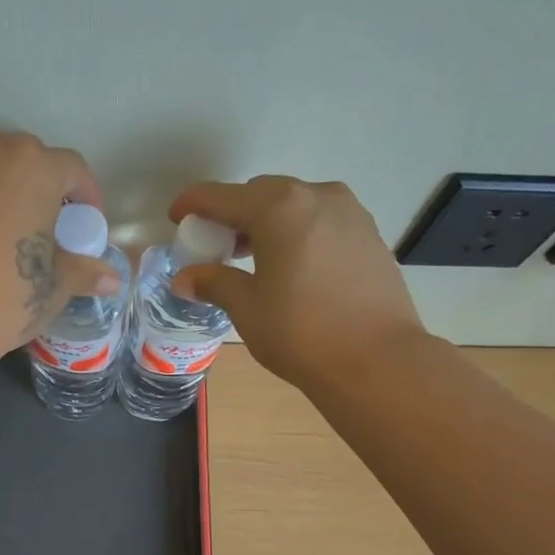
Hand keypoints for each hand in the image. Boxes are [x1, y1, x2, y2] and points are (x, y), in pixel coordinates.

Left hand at [0, 132, 119, 365]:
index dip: (86, 198)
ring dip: (3, 191)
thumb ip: (84, 272)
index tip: (85, 228)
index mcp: (33, 168)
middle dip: (43, 190)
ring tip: (6, 233)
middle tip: (45, 231)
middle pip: (27, 160)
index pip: (73, 169)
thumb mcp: (52, 288)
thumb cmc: (1, 299)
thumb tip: (111, 279)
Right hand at [169, 176, 426, 389]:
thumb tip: (186, 278)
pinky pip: (322, 222)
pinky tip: (292, 267)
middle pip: (262, 194)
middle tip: (217, 245)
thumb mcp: (247, 308)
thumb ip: (214, 283)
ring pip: (296, 206)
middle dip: (235, 214)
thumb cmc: (301, 332)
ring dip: (269, 223)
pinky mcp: (370, 235)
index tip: (176, 215)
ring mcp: (350, 213)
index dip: (194, 203)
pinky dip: (298, 234)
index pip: (223, 196)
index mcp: (279, 207)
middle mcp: (316, 196)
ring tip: (253, 258)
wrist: (377, 360)